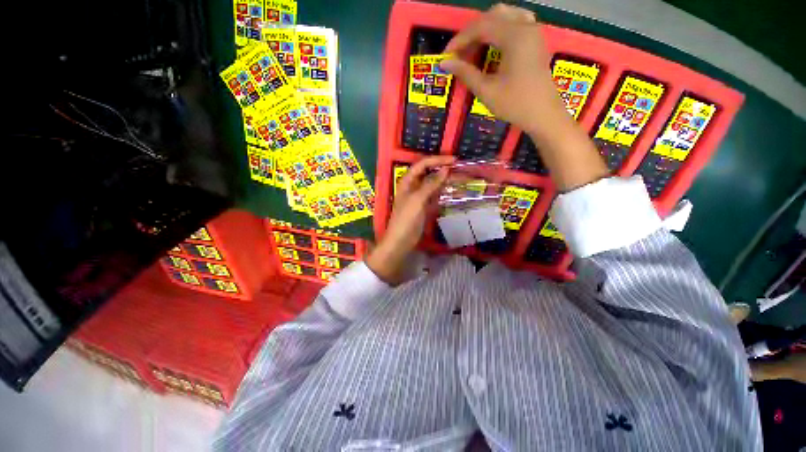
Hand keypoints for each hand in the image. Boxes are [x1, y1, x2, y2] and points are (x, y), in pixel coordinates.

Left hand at [366, 155, 453, 284]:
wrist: (401, 241)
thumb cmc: (406, 219)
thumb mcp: (418, 200)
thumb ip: (431, 184)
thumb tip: (445, 170)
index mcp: (407, 181)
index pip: (422, 164)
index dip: (437, 160)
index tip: (454, 160)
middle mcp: (413, 187)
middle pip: (428, 173)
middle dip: (442, 169)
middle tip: (460, 168)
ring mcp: (419, 197)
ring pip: (433, 185)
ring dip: (445, 181)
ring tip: (460, 179)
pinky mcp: (424, 207)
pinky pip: (435, 196)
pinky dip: (443, 193)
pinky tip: (454, 193)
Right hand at [442, 4, 608, 190]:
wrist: (543, 114)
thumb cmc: (515, 104)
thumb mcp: (487, 91)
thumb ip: (466, 73)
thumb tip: (445, 63)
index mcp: (515, 36)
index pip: (480, 27)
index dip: (459, 40)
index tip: (446, 57)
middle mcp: (525, 26)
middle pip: (491, 16)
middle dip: (471, 33)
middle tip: (458, 54)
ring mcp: (533, 31)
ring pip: (504, 16)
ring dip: (485, 29)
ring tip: (472, 49)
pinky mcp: (535, 39)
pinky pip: (515, 22)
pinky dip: (499, 29)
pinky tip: (492, 44)